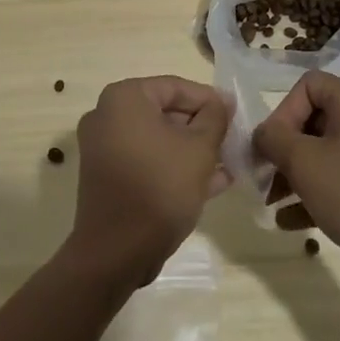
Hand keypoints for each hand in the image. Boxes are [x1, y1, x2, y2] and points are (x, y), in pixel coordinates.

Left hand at [68, 75, 229, 283]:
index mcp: (124, 98)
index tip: (235, 115)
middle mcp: (107, 116)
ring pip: (158, 140)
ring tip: (228, 163)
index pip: (175, 87)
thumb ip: (215, 118)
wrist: (116, 253)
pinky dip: (174, 167)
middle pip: (165, 112)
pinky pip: (147, 161)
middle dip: (201, 128)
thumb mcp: (199, 148)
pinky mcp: (108, 177)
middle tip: (232, 141)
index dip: (209, 100)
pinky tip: (211, 183)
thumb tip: (222, 101)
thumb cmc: (160, 188)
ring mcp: (104, 148)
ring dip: (192, 151)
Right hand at [253, 71, 339, 290]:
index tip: (271, 147)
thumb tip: (263, 134)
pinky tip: (291, 223)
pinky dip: (316, 194)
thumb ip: (274, 140)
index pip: (307, 86)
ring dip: (294, 176)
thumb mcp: (304, 162)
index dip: (282, 112)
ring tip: (272, 203)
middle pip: (313, 121)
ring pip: (324, 154)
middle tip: (263, 177)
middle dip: (284, 150)